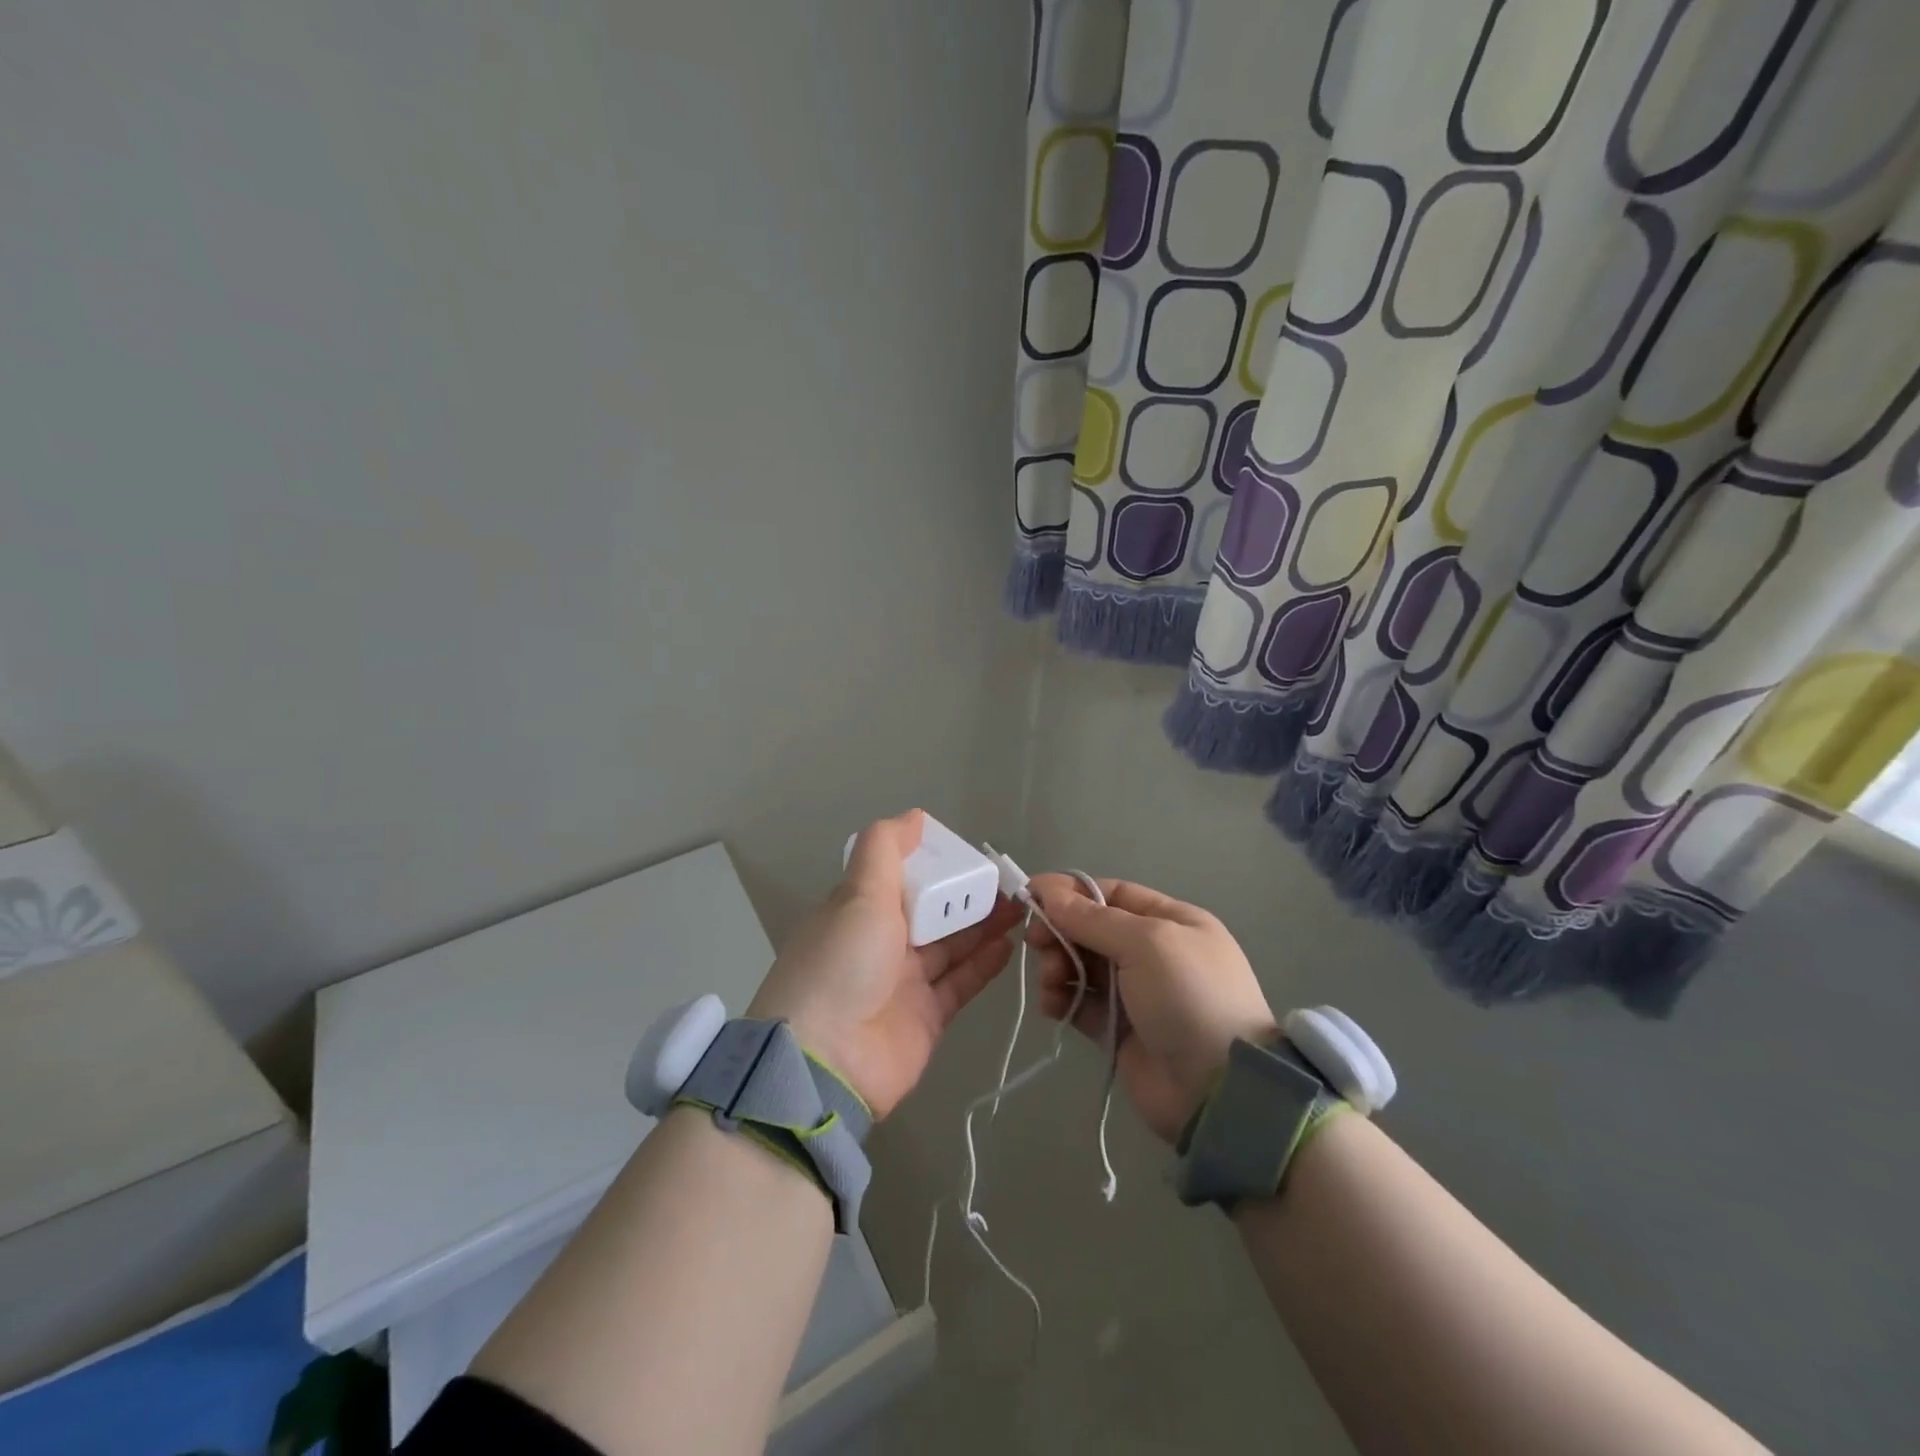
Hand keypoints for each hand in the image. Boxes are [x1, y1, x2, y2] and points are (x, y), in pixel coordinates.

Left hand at [748, 810, 1021, 1118]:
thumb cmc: (842, 963)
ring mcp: (903, 982)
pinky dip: (983, 962)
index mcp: (858, 910)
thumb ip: (885, 849)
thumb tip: (914, 815)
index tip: (968, 851)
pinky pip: (959, 982)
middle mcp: (880, 943)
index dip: (933, 862)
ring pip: (950, 944)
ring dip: (982, 924)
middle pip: (931, 910)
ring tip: (1018, 906)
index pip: (900, 876)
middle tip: (1007, 880)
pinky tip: (1009, 943)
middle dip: (966, 894)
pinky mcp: (926, 1017)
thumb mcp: (858, 895)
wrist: (827, 1063)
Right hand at [1027, 875, 1275, 1143]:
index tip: (1031, 896)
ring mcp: (1135, 993)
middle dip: (1061, 931)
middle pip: (1092, 929)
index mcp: (1171, 921)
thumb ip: (1092, 918)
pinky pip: (1080, 1003)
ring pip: (1082, 965)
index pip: (1113, 894)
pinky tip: (1052, 1004)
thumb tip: (1046, 890)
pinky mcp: (1117, 1030)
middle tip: (1035, 942)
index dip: (1071, 893)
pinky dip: (1061, 998)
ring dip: (1057, 965)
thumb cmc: (1188, 997)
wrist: (1216, 1090)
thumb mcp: (1146, 943)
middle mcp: (1153, 953)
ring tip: (1050, 980)